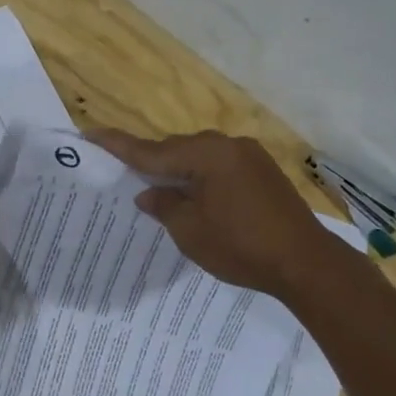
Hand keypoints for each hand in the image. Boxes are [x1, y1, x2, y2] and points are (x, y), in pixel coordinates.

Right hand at [89, 129, 336, 299]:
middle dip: (152, 162)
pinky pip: (220, 167)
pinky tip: (195, 197)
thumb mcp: (190, 231)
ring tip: (160, 191)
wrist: (305, 262)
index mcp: (207, 155)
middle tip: (125, 174)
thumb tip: (148, 193)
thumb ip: (164, 206)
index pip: (151, 150)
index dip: (119, 145)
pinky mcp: (263, 173)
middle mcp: (228, 146)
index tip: (90, 132)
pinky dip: (202, 178)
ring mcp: (250, 157)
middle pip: (177, 149)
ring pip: (200, 157)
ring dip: (179, 171)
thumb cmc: (241, 247)